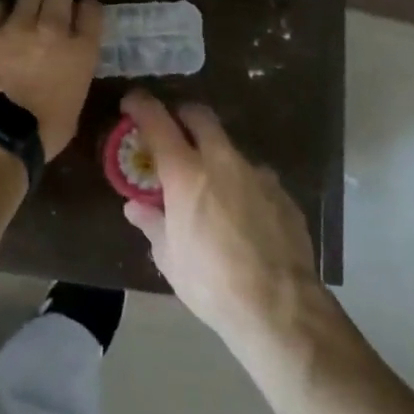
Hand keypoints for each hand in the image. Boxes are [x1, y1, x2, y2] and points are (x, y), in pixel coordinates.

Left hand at [0, 0, 102, 161]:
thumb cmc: (45, 131)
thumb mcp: (76, 102)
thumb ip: (76, 73)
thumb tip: (68, 64)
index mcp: (81, 50)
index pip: (92, 9)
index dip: (87, 6)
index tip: (82, 9)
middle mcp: (53, 28)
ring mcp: (17, 25)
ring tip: (27, 4)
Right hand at [119, 89, 319, 345]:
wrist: (281, 310)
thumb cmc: (212, 283)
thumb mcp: (170, 258)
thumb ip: (152, 223)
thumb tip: (135, 207)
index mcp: (186, 172)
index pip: (156, 120)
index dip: (141, 105)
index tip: (131, 103)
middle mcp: (222, 161)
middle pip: (199, 116)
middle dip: (182, 115)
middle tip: (173, 132)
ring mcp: (257, 174)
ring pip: (230, 148)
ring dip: (215, 156)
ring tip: (211, 188)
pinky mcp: (283, 195)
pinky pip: (256, 178)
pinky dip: (242, 185)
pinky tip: (243, 216)